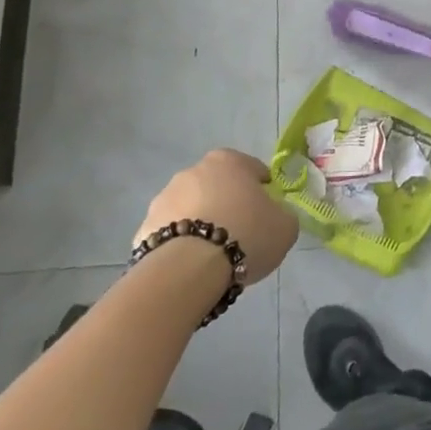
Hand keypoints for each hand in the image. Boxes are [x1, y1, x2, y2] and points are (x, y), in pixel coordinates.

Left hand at [137, 149, 297, 284]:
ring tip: (214, 256)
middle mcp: (193, 170)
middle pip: (218, 187)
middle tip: (241, 234)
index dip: (263, 191)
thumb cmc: (246, 235)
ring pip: (191, 209)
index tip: (267, 213)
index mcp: (228, 160)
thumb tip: (274, 217)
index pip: (253, 169)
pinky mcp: (144, 227)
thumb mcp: (285, 226)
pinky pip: (171, 234)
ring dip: (202, 223)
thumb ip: (282, 215)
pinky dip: (180, 245)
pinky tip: (191, 266)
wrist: (190, 268)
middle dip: (228, 205)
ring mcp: (164, 198)